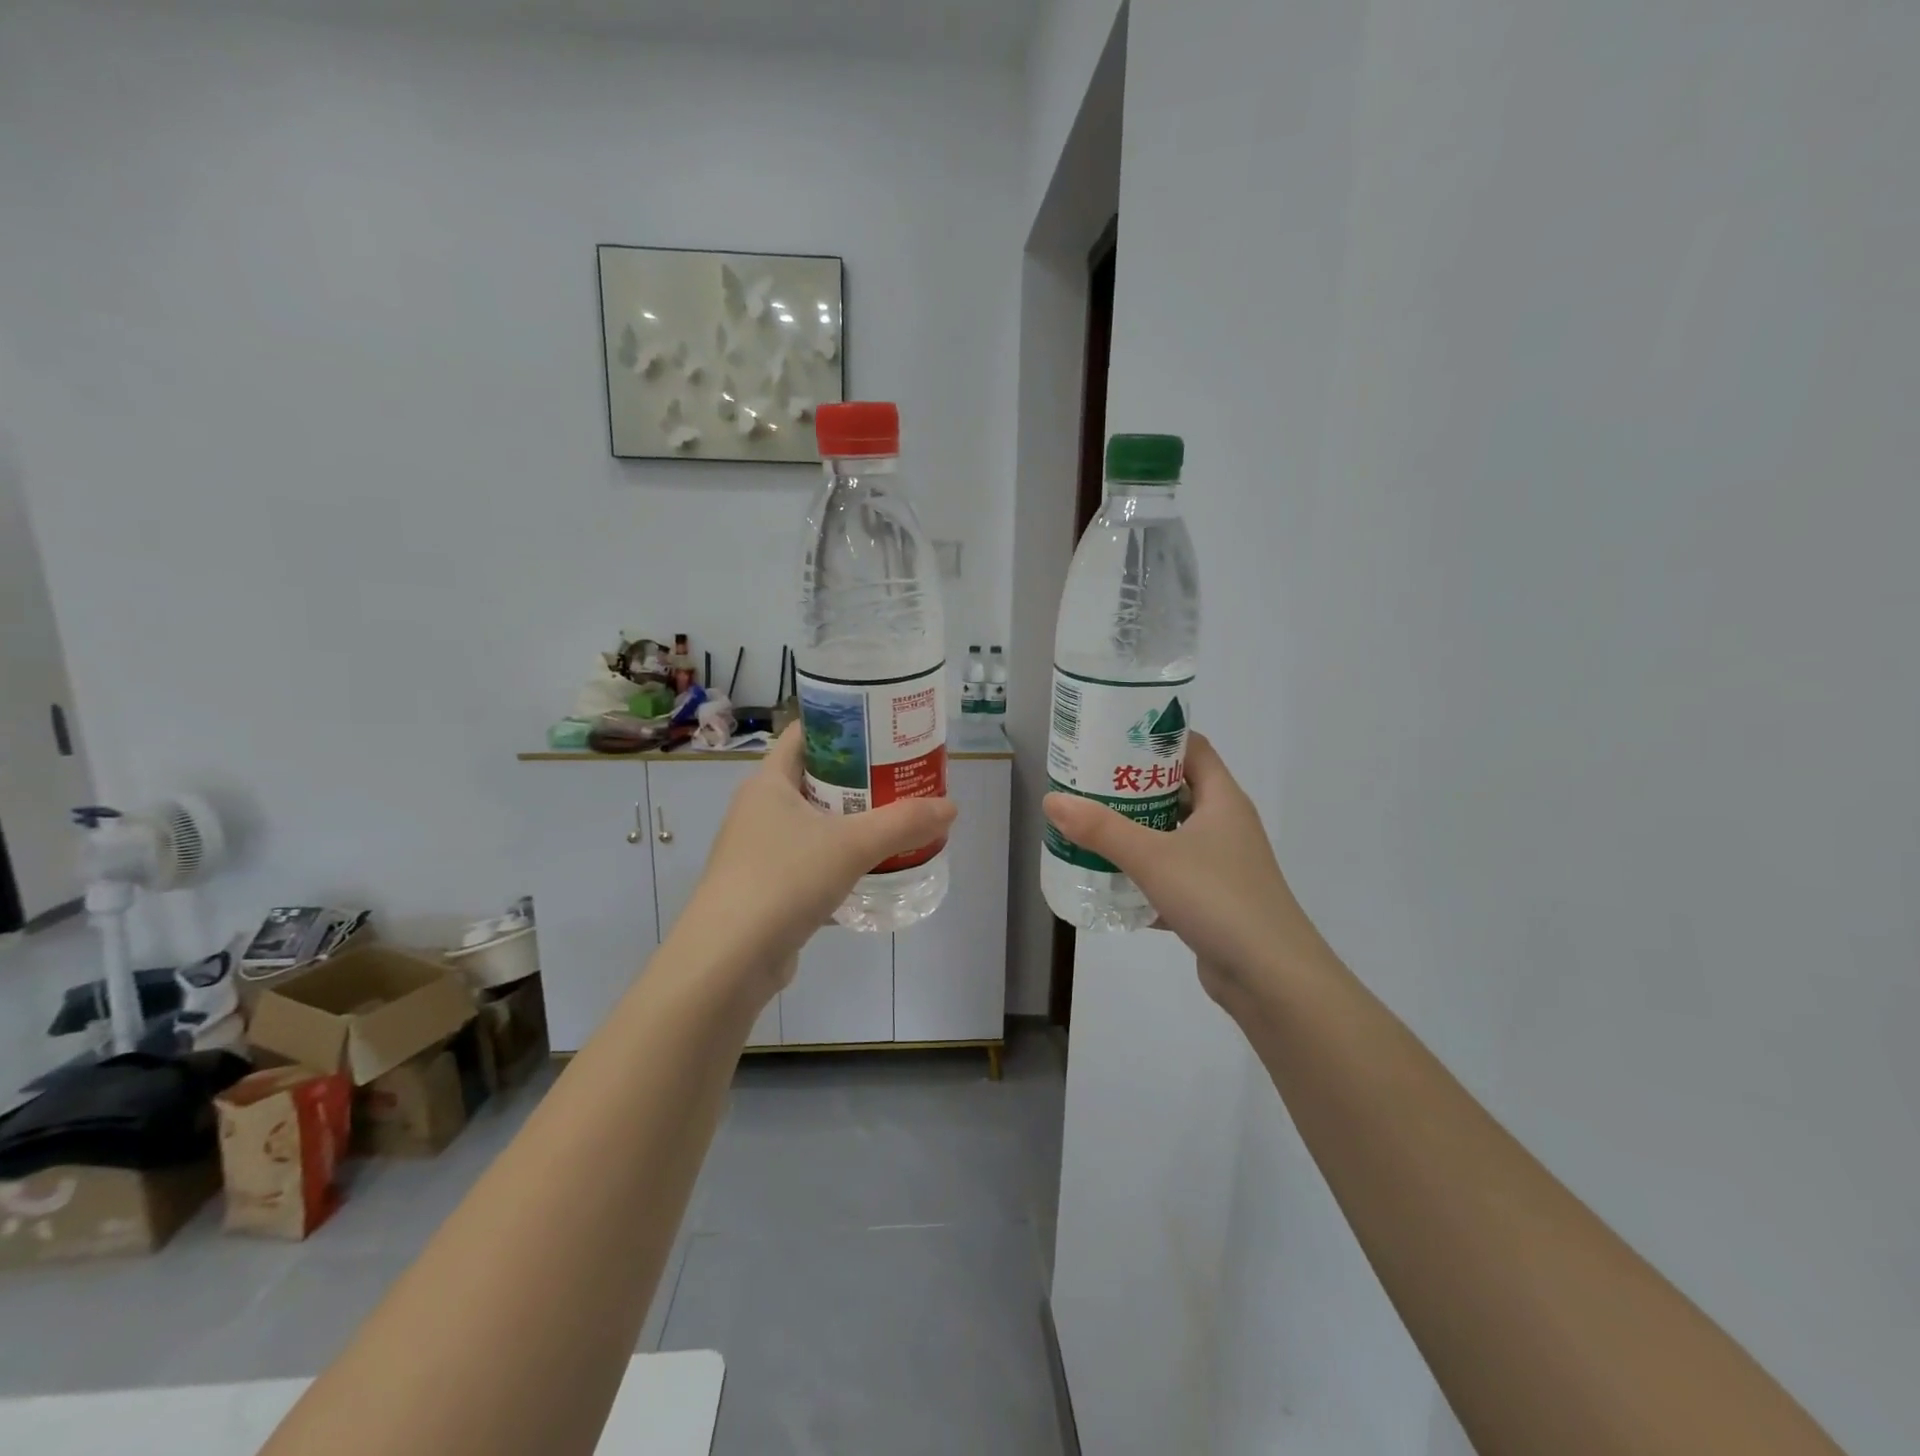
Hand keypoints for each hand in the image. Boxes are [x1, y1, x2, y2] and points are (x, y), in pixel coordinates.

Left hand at [684, 725, 956, 989]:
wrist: (729, 960)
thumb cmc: (784, 880)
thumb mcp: (852, 845)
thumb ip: (904, 823)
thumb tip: (951, 807)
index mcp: (769, 782)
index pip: (805, 734)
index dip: (843, 724)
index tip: (883, 727)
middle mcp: (759, 809)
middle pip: (815, 778)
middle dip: (859, 777)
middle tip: (903, 776)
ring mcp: (759, 850)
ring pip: (814, 823)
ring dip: (852, 821)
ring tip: (897, 819)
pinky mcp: (767, 887)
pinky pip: (810, 860)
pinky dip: (840, 859)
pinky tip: (872, 869)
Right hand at [1041, 733, 1325, 1001]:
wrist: (1272, 978)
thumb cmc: (1218, 898)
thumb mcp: (1152, 857)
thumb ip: (1101, 829)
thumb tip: (1053, 799)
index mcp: (1222, 800)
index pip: (1191, 748)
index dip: (1155, 737)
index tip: (1112, 736)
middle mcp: (1225, 825)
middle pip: (1177, 790)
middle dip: (1133, 786)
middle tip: (1088, 783)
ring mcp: (1222, 865)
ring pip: (1172, 835)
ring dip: (1136, 832)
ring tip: (1090, 826)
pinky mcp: (1213, 901)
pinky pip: (1172, 876)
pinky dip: (1144, 876)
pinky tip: (1110, 881)